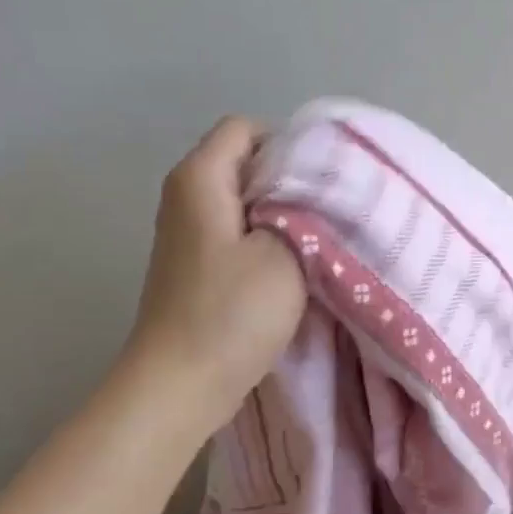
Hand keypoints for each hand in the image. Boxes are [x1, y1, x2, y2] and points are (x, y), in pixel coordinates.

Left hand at [127, 117, 306, 425]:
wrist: (180, 384)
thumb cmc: (231, 314)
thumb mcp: (284, 253)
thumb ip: (302, 209)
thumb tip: (310, 188)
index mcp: (199, 178)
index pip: (247, 128)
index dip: (289, 146)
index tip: (325, 181)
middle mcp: (185, 196)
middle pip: (245, 164)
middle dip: (290, 182)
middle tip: (331, 211)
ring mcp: (188, 234)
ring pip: (244, 204)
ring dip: (282, 218)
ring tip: (318, 241)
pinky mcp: (196, 267)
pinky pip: (237, 236)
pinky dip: (266, 244)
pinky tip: (292, 269)